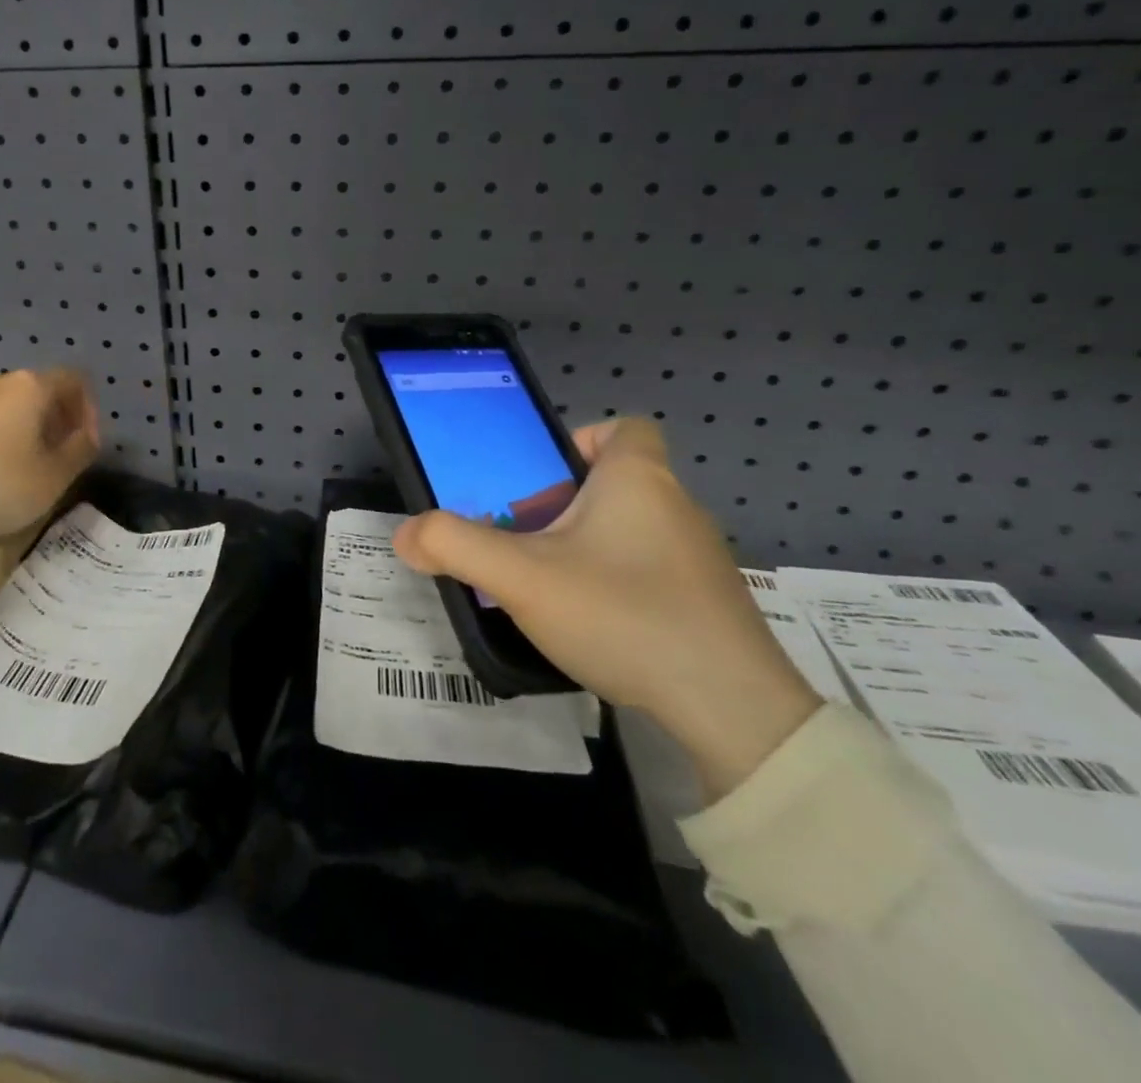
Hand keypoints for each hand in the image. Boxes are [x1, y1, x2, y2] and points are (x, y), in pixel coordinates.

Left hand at [0, 370, 99, 542]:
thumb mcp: (52, 478)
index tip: (86, 443)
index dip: (88, 409)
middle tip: (58, 456)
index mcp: (29, 387)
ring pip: (8, 405)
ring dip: (24, 428)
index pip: (73, 381)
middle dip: (56, 420)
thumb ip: (80, 450)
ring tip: (23, 465)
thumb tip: (87, 435)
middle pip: (39, 391)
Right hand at [393, 418, 819, 797]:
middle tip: (521, 539)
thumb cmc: (624, 615)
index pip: (623, 427)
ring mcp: (699, 558)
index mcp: (639, 480)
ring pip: (629, 529)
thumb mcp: (521, 578)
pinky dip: (615, 582)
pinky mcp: (708, 603)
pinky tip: (592, 624)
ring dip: (584, 547)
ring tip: (546, 586)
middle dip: (561, 504)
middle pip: (612, 482)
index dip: (579, 442)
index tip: (540, 480)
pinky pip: (649, 569)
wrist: (734, 713)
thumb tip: (406, 535)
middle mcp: (677, 506)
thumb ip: (454, 546)